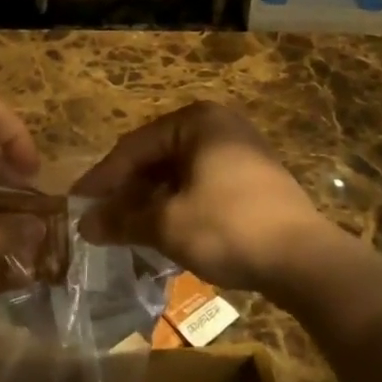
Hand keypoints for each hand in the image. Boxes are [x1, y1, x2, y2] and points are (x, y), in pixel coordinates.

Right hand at [73, 101, 337, 294]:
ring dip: (152, 200)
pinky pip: (202, 183)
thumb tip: (84, 225)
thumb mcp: (167, 224)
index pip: (135, 146)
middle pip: (158, 156)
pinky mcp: (254, 178)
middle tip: (100, 218)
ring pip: (180, 172)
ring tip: (127, 228)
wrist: (304, 259)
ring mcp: (240, 150)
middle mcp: (219, 125)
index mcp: (196, 121)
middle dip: (128, 190)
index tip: (77, 203)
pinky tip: (164, 229)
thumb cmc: (227, 227)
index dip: (103, 178)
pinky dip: (179, 204)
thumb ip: (123, 219)